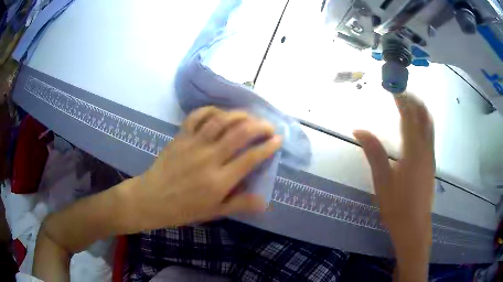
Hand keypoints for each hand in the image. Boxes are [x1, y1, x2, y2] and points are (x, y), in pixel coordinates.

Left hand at [118, 106, 281, 232]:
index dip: (268, 147)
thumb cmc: (183, 209)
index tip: (278, 140)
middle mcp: (209, 158)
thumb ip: (240, 204)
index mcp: (219, 180)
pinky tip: (220, 112)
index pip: (251, 158)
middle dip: (260, 126)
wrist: (152, 199)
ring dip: (239, 115)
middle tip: (269, 126)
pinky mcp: (181, 136)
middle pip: (240, 133)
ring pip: (221, 121)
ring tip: (250, 116)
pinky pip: (197, 116)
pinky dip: (211, 110)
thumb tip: (265, 202)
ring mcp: (193, 144)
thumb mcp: (214, 212)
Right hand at [353, 93, 434, 280]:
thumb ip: (373, 152)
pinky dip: (423, 121)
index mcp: (413, 151)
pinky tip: (415, 124)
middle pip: (423, 115)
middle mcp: (426, 149)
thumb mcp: (382, 181)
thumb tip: (359, 129)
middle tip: (400, 90)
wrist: (415, 227)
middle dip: (413, 99)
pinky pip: (430, 133)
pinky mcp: (431, 162)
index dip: (401, 99)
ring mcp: (431, 156)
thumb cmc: (397, 207)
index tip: (392, 86)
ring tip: (407, 101)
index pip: (408, 116)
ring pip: (429, 123)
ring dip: (420, 108)